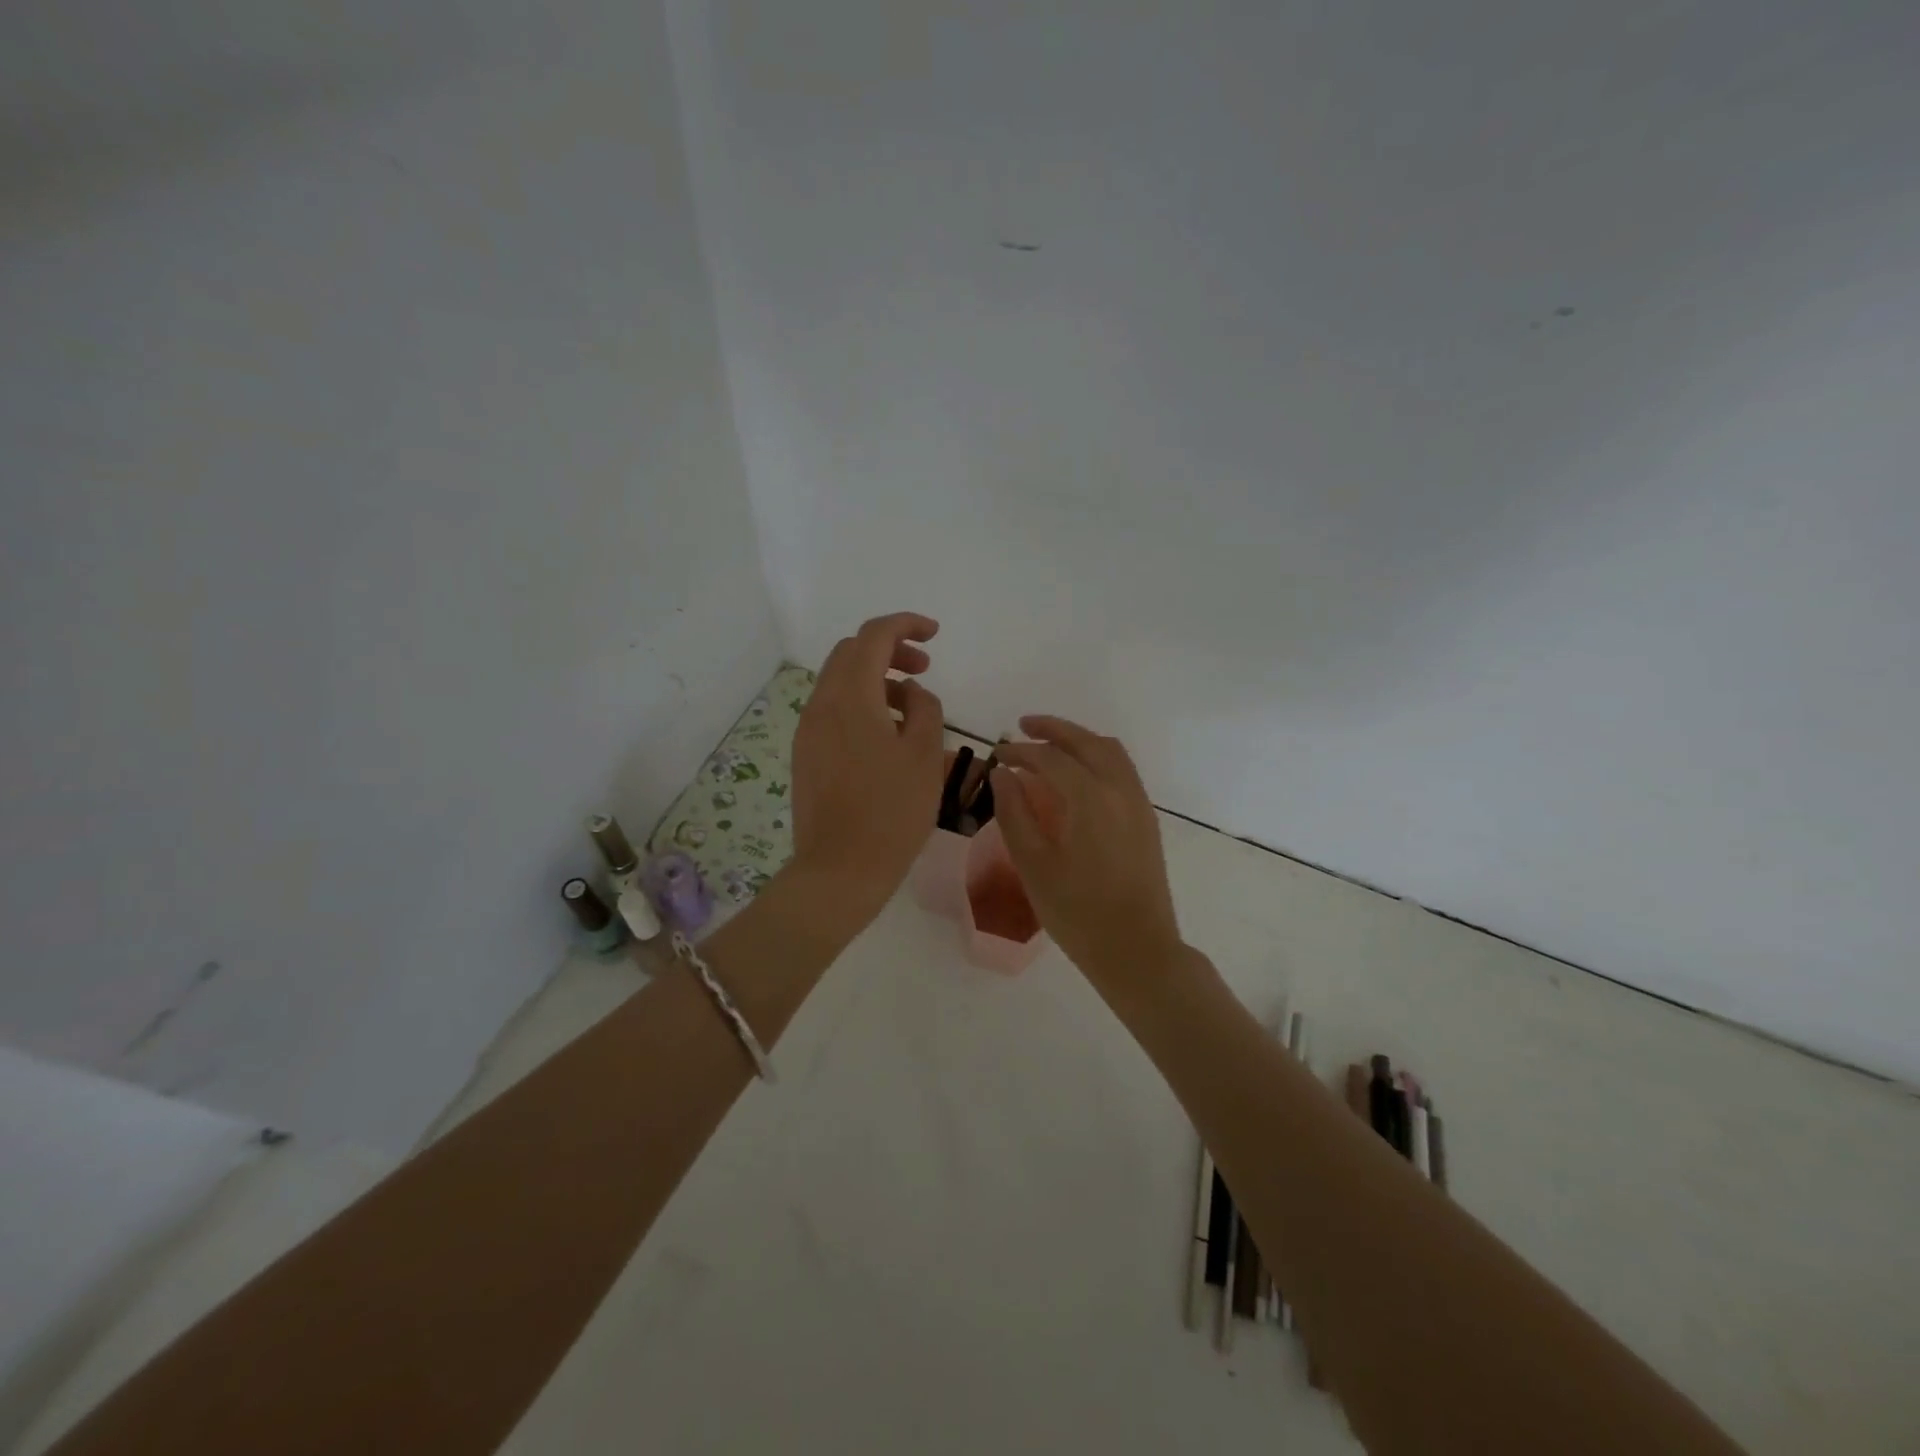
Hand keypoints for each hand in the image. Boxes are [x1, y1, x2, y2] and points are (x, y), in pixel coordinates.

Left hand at [790, 612, 945, 931]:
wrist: (840, 870)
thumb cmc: (892, 812)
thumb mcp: (925, 756)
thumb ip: (925, 709)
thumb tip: (912, 693)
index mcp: (851, 697)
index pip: (873, 636)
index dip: (905, 625)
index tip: (934, 634)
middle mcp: (821, 705)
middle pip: (850, 653)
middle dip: (889, 649)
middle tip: (923, 668)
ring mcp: (808, 731)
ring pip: (839, 682)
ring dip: (874, 678)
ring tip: (909, 706)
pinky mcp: (805, 754)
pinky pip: (832, 710)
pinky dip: (860, 703)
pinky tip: (884, 734)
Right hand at [992, 716, 1183, 984]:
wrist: (1136, 949)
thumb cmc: (1077, 912)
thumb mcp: (1034, 864)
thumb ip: (1014, 813)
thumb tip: (1003, 774)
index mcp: (1089, 798)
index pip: (1050, 758)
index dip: (1020, 751)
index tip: (997, 754)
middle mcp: (1119, 789)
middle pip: (1086, 741)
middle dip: (1053, 729)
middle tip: (1022, 727)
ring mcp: (1138, 802)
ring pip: (1110, 751)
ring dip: (1079, 739)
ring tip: (1050, 744)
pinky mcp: (1146, 819)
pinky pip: (1122, 769)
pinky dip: (1097, 757)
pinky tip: (1078, 774)